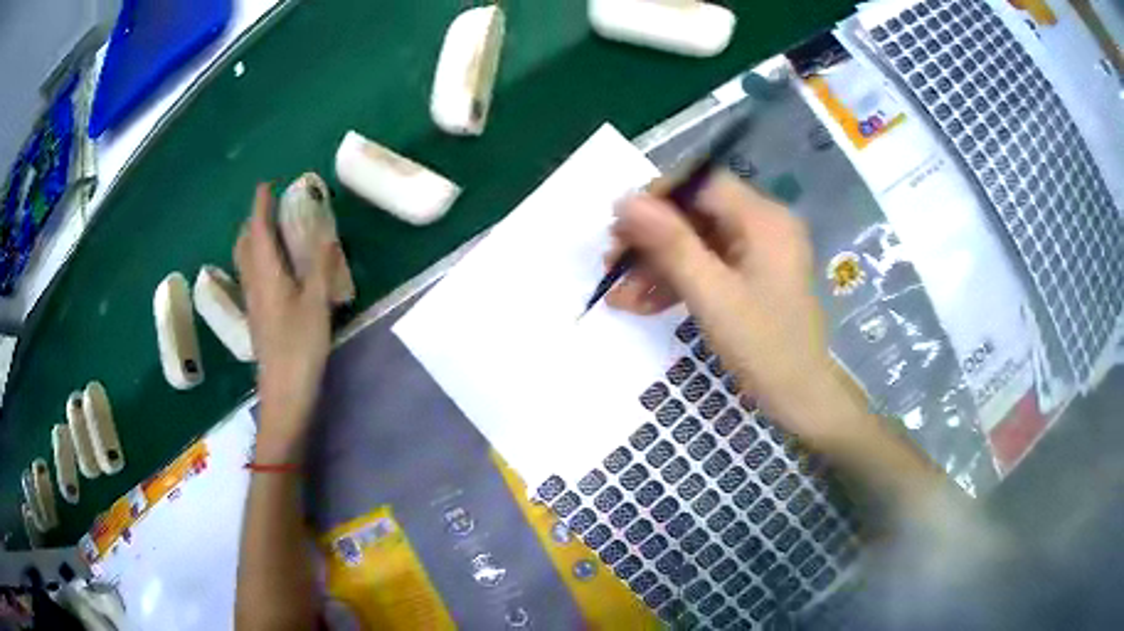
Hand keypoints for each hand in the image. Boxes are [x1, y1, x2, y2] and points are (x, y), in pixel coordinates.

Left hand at [235, 184, 333, 458]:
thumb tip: (325, 234)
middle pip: (244, 245)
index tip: (265, 185)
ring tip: (267, 230)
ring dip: (252, 240)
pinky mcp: (257, 317)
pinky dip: (256, 259)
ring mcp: (253, 302)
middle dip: (252, 222)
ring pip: (244, 261)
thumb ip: (320, 267)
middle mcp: (254, 283)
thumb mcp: (316, 303)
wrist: (284, 390)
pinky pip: (251, 276)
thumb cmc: (300, 346)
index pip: (258, 231)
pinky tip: (270, 268)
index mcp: (266, 274)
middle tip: (268, 208)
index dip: (260, 207)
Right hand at [608, 171, 855, 444]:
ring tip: (619, 295)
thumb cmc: (764, 348)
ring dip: (658, 265)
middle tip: (612, 264)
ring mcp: (759, 251)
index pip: (701, 184)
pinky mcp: (752, 274)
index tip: (620, 227)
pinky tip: (643, 304)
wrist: (800, 397)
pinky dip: (678, 281)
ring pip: (697, 241)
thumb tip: (625, 200)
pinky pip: (709, 264)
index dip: (657, 198)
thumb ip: (669, 244)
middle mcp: (764, 225)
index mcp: (764, 219)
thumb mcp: (711, 295)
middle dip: (652, 240)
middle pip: (696, 213)